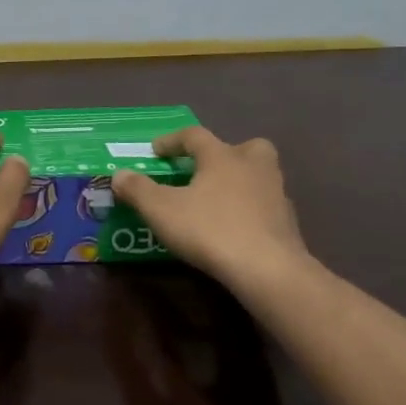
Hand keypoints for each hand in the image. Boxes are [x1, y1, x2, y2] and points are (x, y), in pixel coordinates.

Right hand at [111, 126, 313, 291]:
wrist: (267, 269)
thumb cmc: (210, 229)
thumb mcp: (161, 210)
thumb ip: (138, 190)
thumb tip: (118, 174)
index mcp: (222, 156)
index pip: (195, 136)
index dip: (172, 140)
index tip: (155, 151)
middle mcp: (253, 166)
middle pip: (245, 147)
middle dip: (225, 153)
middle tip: (207, 169)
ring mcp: (276, 194)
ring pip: (260, 176)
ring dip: (241, 181)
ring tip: (219, 200)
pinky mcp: (287, 223)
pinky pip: (266, 206)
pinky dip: (251, 210)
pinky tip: (236, 228)